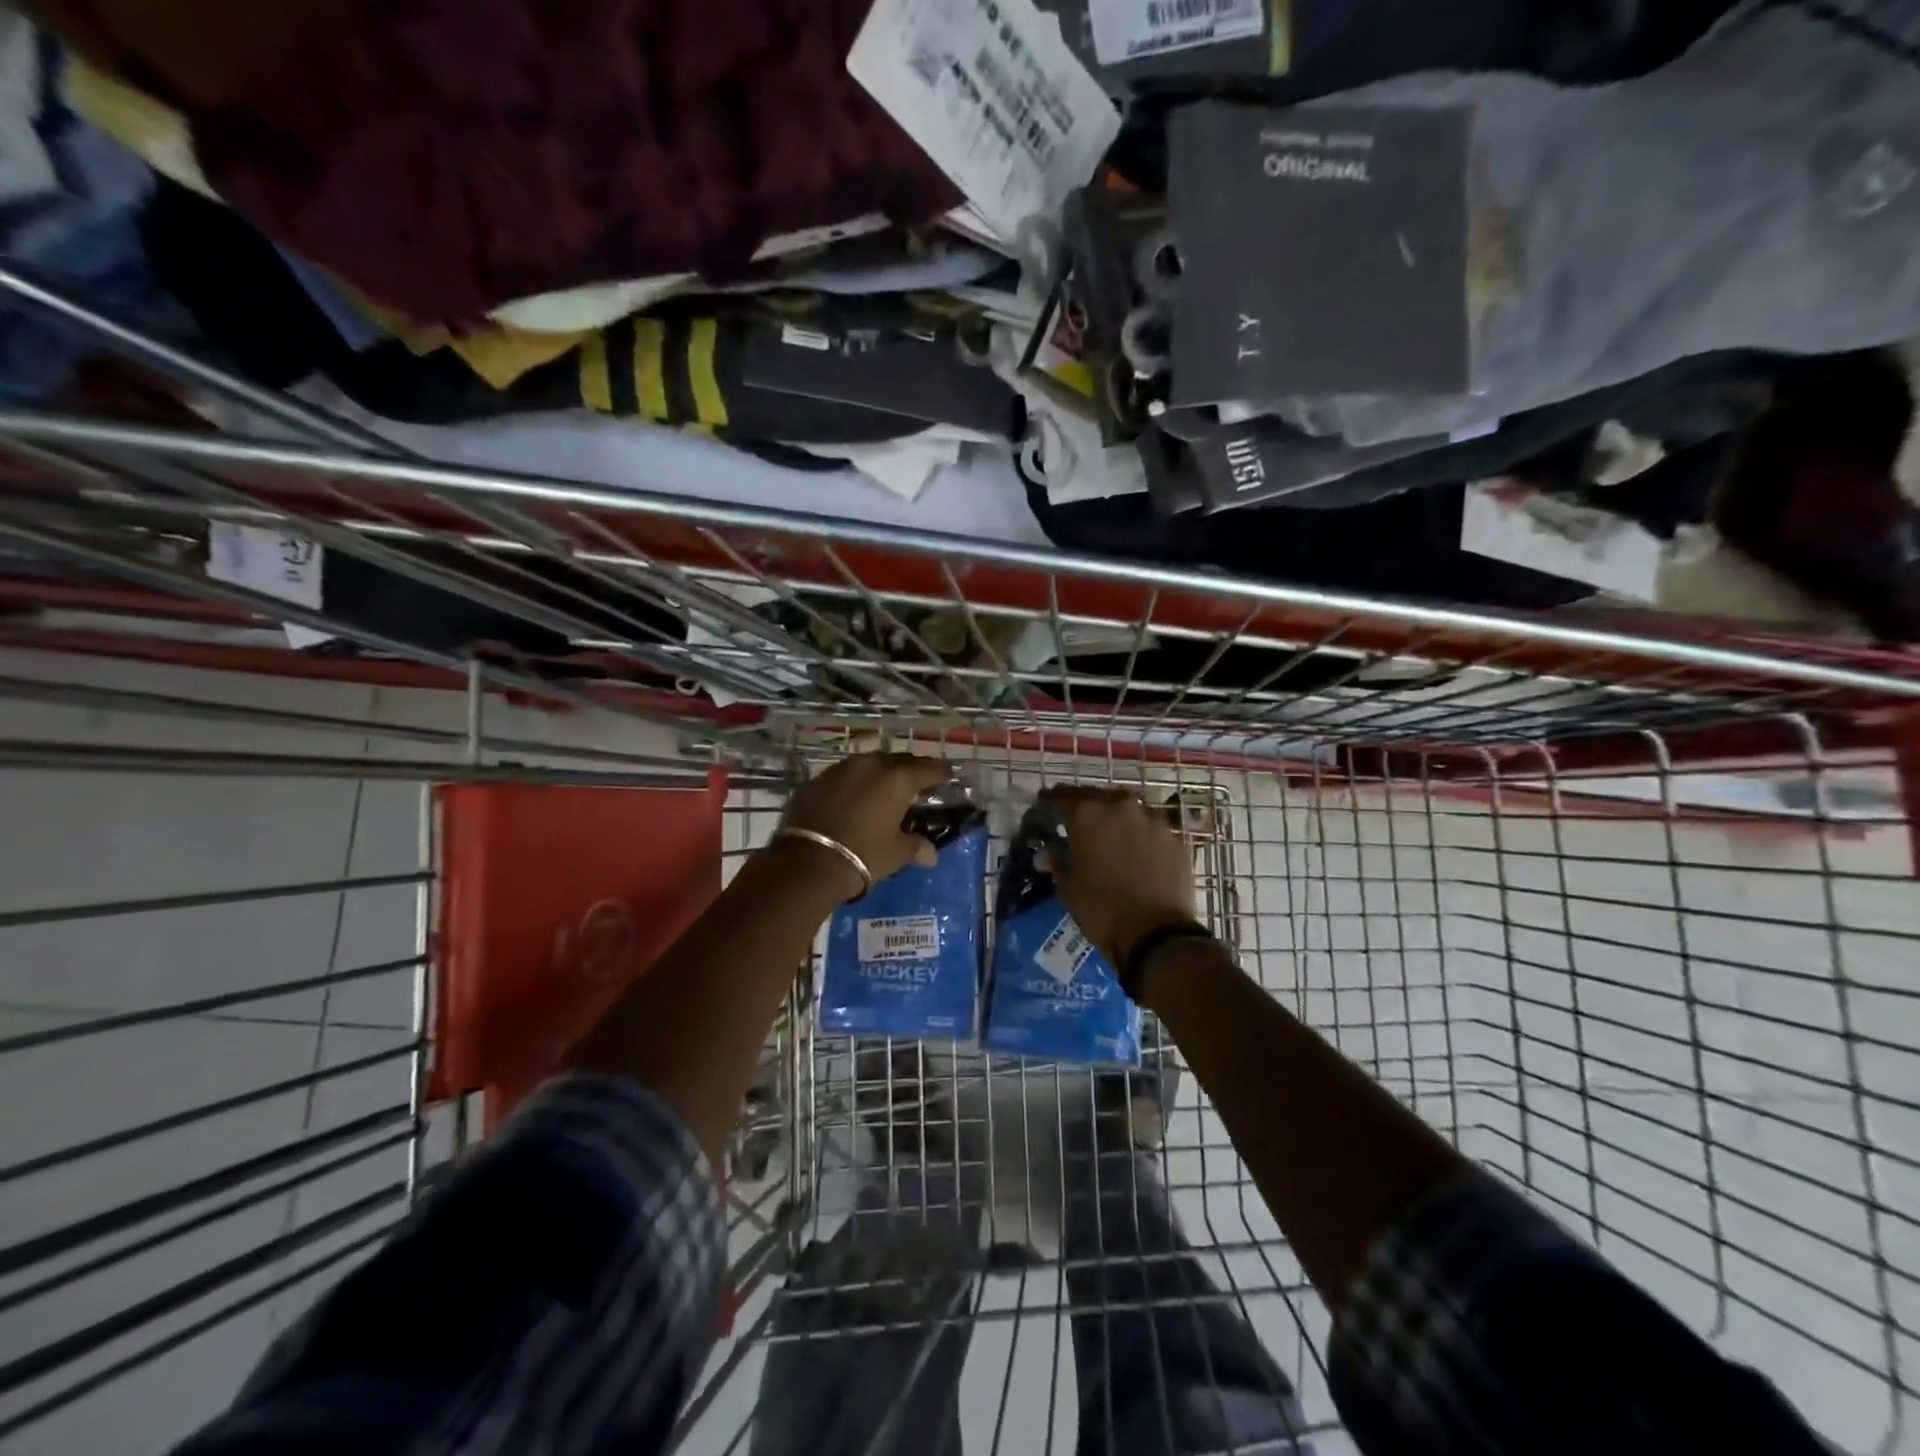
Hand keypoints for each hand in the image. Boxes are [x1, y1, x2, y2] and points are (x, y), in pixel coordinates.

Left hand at [778, 752, 951, 895]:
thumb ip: (916, 847)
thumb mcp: (896, 853)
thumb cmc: (864, 855)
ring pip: (867, 764)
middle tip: (916, 785)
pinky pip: (842, 777)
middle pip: (898, 761)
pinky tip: (852, 800)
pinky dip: (852, 785)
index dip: (941, 773)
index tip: (948, 777)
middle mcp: (870, 765)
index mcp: (897, 779)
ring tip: (883, 791)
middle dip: (909, 771)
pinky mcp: (815, 780)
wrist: (808, 862)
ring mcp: (840, 769)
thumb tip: (931, 854)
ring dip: (878, 775)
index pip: (929, 769)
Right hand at [1039, 786, 1197, 966]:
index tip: (1043, 806)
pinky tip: (1136, 852)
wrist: (1156, 934)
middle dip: (1084, 808)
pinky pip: (1150, 829)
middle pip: (1097, 797)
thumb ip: (1056, 860)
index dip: (1049, 802)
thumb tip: (1045, 852)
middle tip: (1076, 822)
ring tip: (1109, 836)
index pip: (1061, 796)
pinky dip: (1140, 835)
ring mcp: (1153, 819)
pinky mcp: (1175, 838)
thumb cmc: (1101, 908)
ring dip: (1115, 819)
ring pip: (1127, 810)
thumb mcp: (1068, 886)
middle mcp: (1120, 806)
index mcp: (1087, 813)